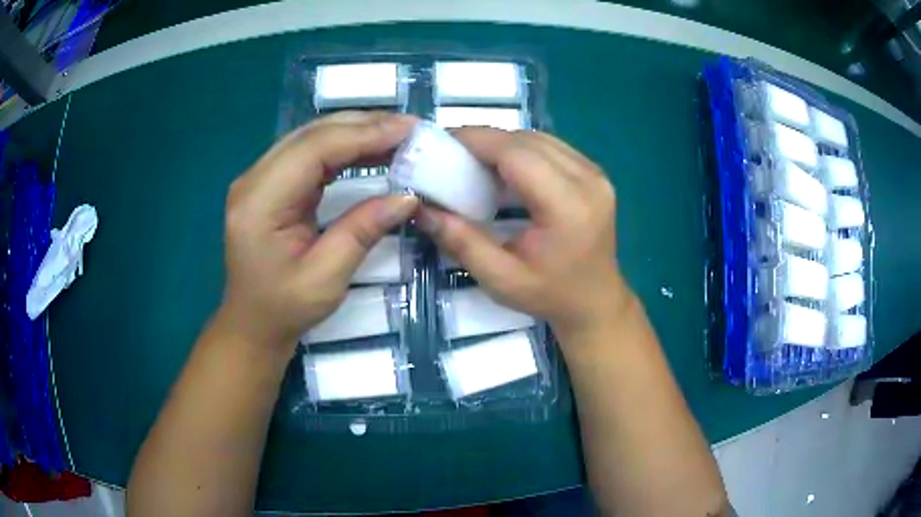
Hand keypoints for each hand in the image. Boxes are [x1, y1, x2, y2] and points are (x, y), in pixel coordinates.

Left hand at [218, 112, 418, 353]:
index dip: (362, 134)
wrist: (252, 323)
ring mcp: (259, 178)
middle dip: (363, 125)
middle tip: (410, 128)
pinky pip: (309, 153)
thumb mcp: (326, 278)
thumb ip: (363, 231)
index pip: (313, 149)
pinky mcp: (270, 183)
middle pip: (311, 135)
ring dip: (355, 132)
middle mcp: (254, 179)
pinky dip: (343, 147)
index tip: (407, 131)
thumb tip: (408, 197)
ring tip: (398, 135)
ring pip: (311, 138)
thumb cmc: (284, 309)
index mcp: (260, 202)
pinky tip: (370, 149)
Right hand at [417, 128, 628, 340]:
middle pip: (528, 140)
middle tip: (451, 151)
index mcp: (568, 207)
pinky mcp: (595, 173)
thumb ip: (461, 241)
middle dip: (486, 139)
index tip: (443, 141)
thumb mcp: (500, 279)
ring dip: (504, 142)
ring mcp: (596, 174)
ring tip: (473, 157)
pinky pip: (553, 147)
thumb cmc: (549, 295)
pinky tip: (504, 166)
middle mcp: (588, 180)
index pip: (518, 154)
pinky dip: (522, 149)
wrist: (595, 301)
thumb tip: (420, 209)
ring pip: (540, 139)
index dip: (478, 141)